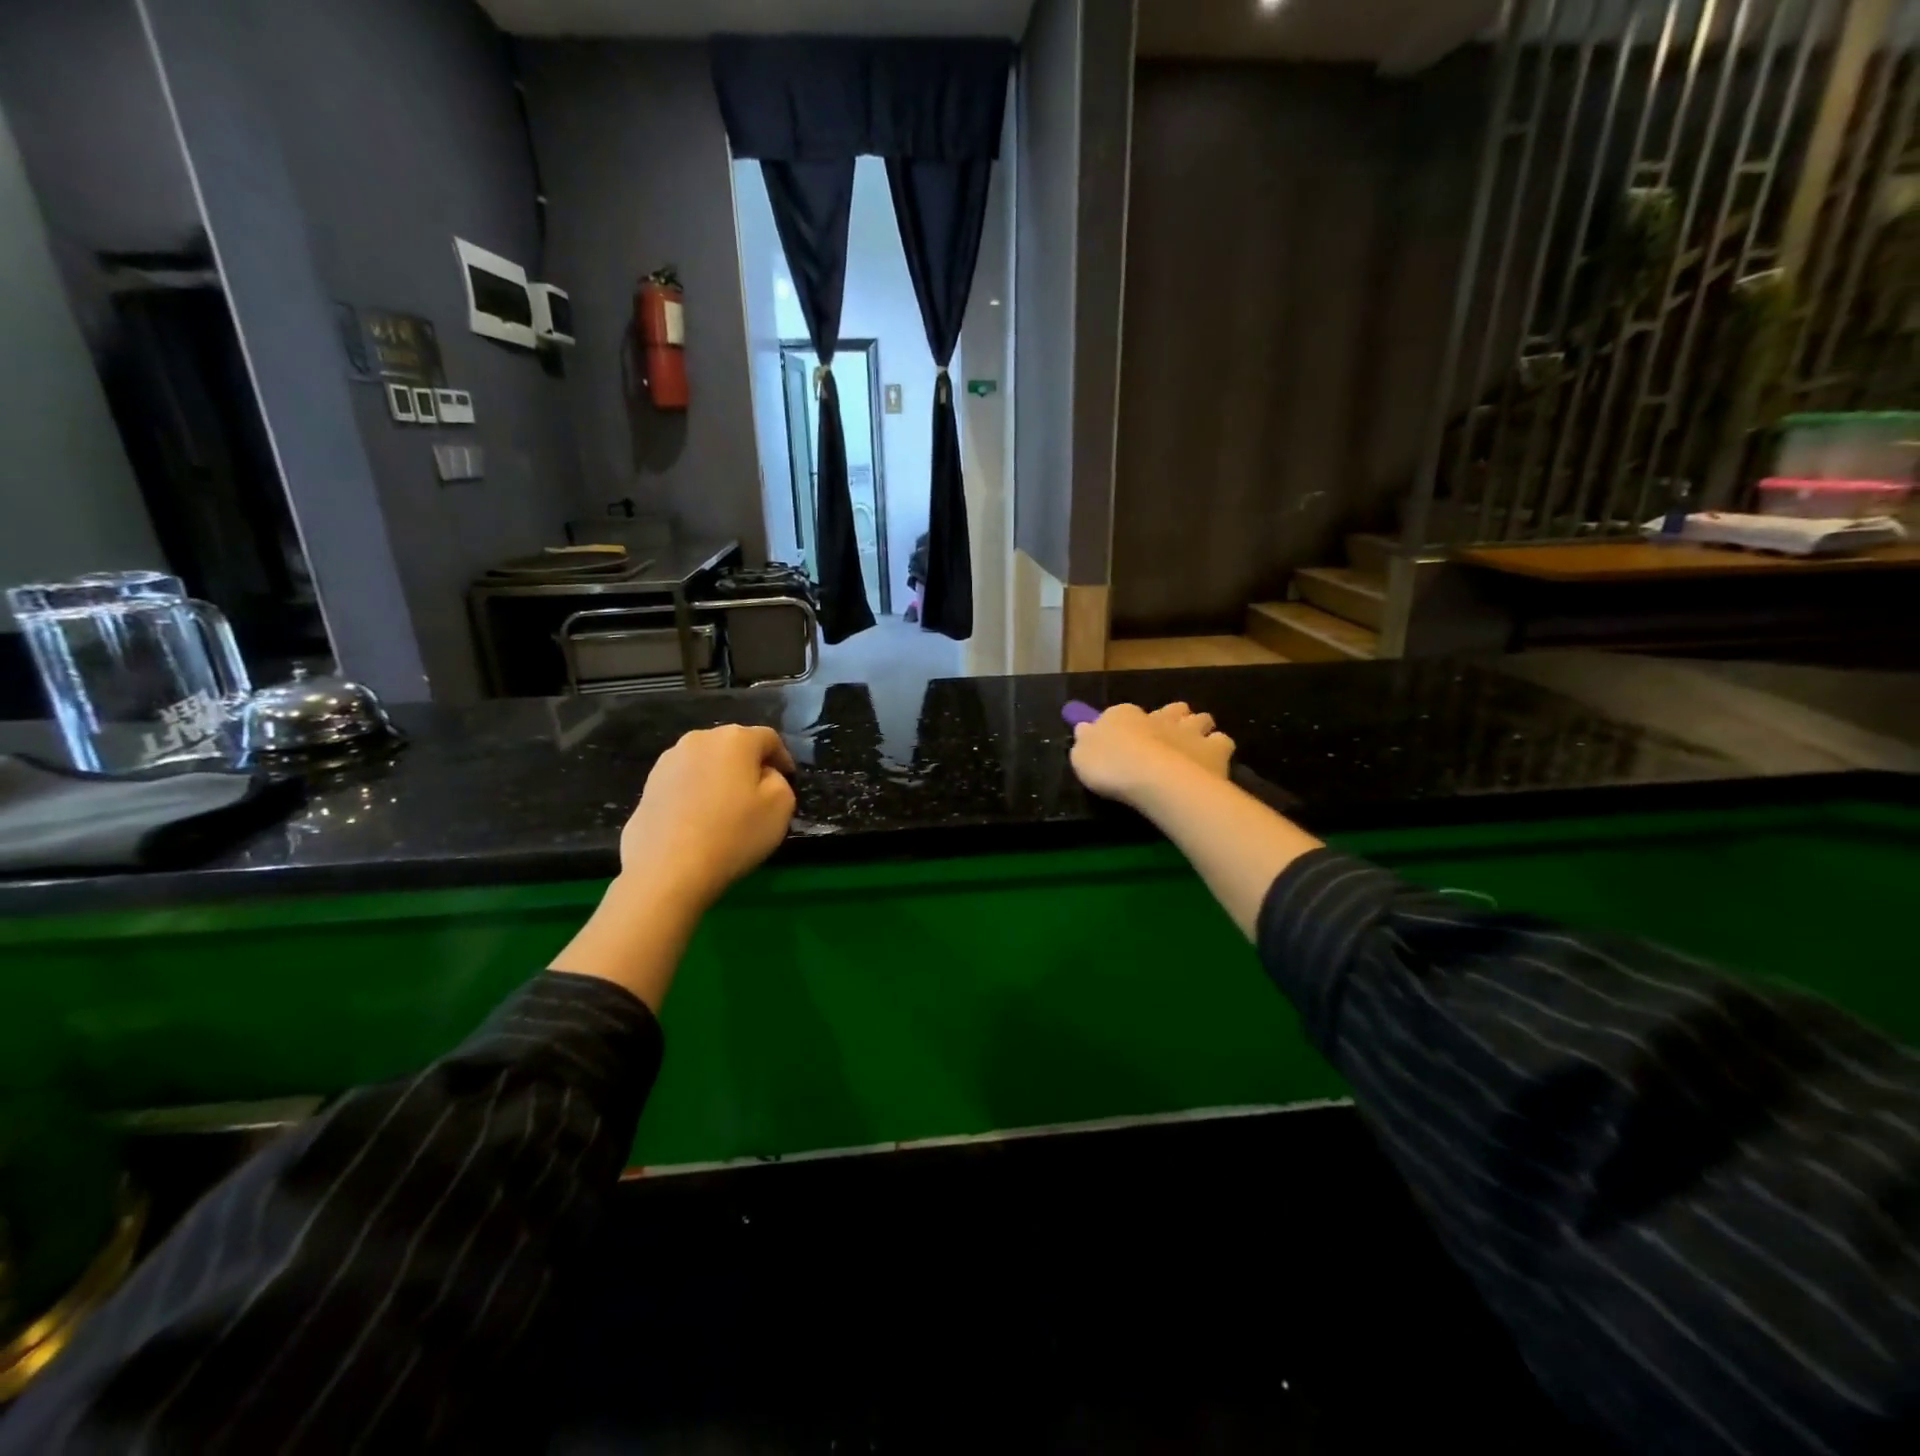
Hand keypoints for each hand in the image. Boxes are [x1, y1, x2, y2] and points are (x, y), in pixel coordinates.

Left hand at [619, 725, 796, 909]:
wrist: (667, 870)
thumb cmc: (733, 834)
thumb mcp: (781, 806)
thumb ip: (779, 780)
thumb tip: (762, 775)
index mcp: (735, 739)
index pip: (768, 738)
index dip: (782, 758)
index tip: (788, 780)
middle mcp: (699, 739)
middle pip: (733, 746)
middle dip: (749, 765)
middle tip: (759, 795)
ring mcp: (667, 762)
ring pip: (706, 763)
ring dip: (720, 779)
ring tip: (726, 810)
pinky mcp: (648, 786)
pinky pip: (683, 783)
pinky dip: (696, 794)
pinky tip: (698, 822)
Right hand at [1070, 702, 1234, 807]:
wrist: (1152, 777)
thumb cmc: (1110, 765)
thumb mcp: (1082, 755)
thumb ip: (1085, 740)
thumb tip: (1084, 728)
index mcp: (1125, 715)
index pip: (1126, 712)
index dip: (1127, 723)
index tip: (1124, 738)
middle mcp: (1160, 717)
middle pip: (1173, 709)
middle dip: (1173, 718)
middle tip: (1168, 736)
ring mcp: (1190, 731)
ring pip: (1201, 719)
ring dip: (1198, 728)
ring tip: (1193, 746)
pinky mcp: (1214, 749)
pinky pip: (1222, 742)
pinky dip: (1218, 748)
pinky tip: (1212, 762)